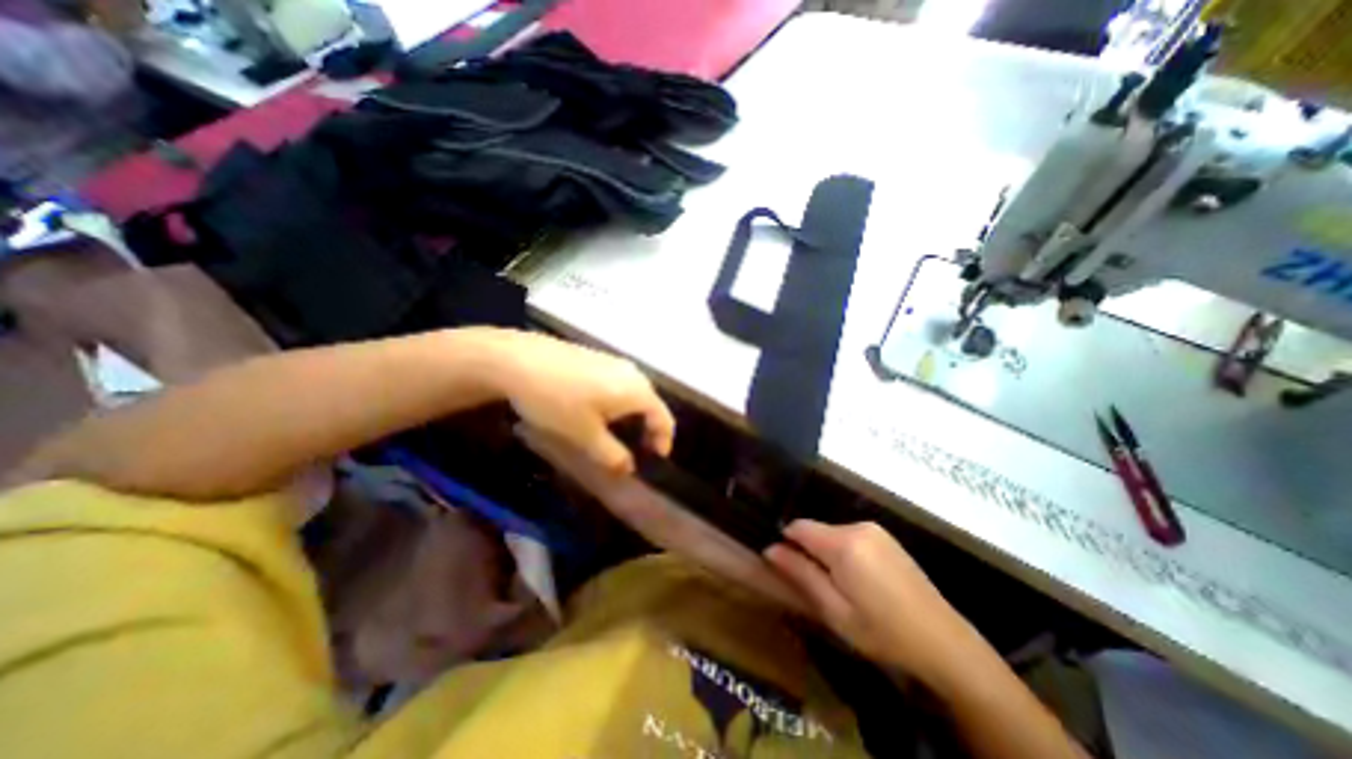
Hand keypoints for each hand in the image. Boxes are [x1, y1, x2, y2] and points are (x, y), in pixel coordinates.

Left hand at [495, 333, 671, 474]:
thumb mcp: (585, 435)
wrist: (519, 360)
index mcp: (638, 391)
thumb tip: (628, 468)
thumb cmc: (557, 401)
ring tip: (615, 434)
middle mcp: (632, 373)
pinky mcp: (597, 358)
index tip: (655, 459)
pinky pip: (618, 383)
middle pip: (651, 404)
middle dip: (648, 429)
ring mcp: (614, 362)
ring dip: (631, 416)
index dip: (664, 440)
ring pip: (633, 393)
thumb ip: (612, 455)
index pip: (665, 418)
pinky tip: (596, 410)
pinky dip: (617, 402)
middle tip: (636, 449)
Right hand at [770, 521, 982, 686]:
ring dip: (828, 555)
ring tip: (843, 590)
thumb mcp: (835, 611)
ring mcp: (875, 530)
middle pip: (816, 531)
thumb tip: (770, 549)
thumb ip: (801, 574)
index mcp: (843, 543)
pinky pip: (851, 537)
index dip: (787, 544)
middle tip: (821, 589)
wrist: (945, 642)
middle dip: (810, 553)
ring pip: (833, 534)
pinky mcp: (887, 537)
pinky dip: (846, 554)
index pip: (799, 527)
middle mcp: (858, 527)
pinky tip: (863, 583)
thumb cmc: (883, 632)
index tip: (788, 569)